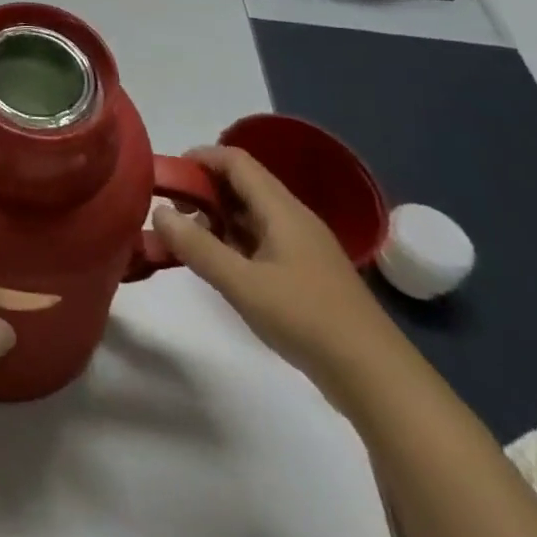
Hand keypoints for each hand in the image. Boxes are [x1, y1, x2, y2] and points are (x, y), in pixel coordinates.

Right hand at [152, 146, 398, 394]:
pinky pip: (264, 239)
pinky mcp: (308, 273)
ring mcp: (304, 246)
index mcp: (281, 208)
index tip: (168, 176)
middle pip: (243, 183)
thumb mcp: (242, 284)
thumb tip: (157, 211)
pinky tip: (223, 267)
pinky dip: (236, 241)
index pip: (235, 160)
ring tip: (189, 241)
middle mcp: (293, 217)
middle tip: (173, 213)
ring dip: (218, 218)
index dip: (199, 158)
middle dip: (204, 189)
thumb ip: (197, 247)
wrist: (378, 378)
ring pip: (252, 213)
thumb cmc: (306, 320)